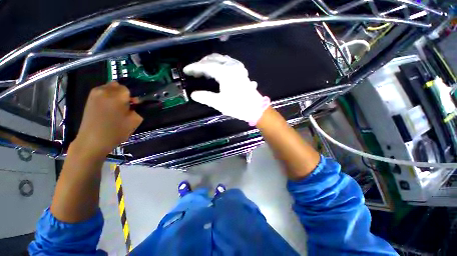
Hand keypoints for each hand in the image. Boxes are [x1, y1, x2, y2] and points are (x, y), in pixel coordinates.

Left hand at [74, 81, 142, 156]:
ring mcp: (94, 94)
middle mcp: (105, 91)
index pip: (128, 89)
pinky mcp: (89, 98)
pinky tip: (107, 107)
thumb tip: (134, 102)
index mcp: (117, 96)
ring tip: (115, 106)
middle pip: (118, 85)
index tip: (132, 106)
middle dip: (123, 94)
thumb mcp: (134, 121)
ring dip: (115, 94)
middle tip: (124, 106)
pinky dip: (107, 96)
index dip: (131, 98)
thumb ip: (137, 109)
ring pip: (109, 87)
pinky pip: (102, 91)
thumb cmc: (116, 132)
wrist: (92, 141)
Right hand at [184, 53, 269, 125]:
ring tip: (204, 70)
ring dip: (211, 62)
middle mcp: (232, 66)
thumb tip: (193, 94)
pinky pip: (228, 62)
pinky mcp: (242, 72)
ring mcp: (238, 68)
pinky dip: (220, 64)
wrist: (255, 109)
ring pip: (222, 59)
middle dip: (202, 63)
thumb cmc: (238, 106)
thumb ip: (205, 97)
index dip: (195, 67)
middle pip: (214, 59)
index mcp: (225, 72)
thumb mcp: (219, 103)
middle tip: (194, 71)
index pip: (206, 66)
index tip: (186, 70)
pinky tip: (218, 70)